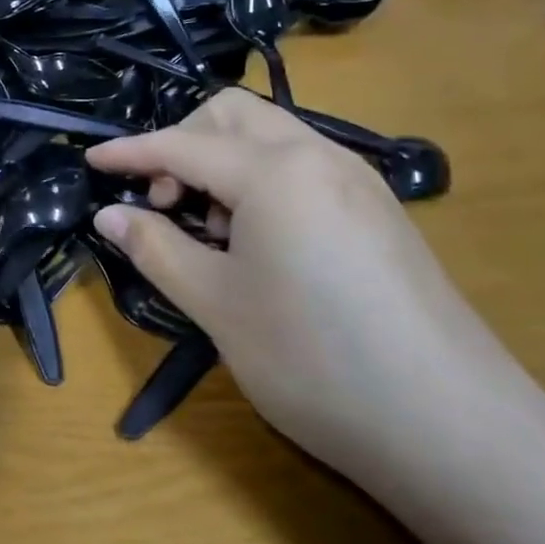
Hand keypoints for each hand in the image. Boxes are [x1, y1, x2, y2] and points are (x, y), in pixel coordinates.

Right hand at [85, 90, 536, 481]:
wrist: (453, 428)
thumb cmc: (313, 359)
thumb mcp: (215, 304)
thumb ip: (155, 247)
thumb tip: (109, 214)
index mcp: (275, 170)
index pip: (183, 143)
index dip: (130, 152)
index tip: (91, 160)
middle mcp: (320, 156)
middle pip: (232, 115)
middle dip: (182, 142)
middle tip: (162, 203)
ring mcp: (358, 181)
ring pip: (271, 138)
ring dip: (222, 164)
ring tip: (208, 231)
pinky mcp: (380, 213)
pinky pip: (302, 169)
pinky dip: (261, 184)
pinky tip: (257, 244)